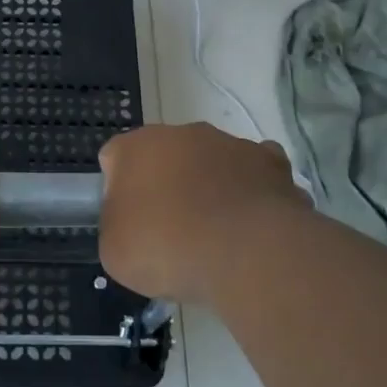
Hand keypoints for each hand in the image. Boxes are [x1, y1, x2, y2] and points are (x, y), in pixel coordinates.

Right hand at [98, 124, 308, 304]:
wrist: (246, 253)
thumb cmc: (167, 248)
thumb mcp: (114, 251)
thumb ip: (115, 226)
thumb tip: (130, 223)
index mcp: (136, 147)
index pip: (114, 158)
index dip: (117, 191)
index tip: (128, 224)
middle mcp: (181, 133)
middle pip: (165, 156)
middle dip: (166, 185)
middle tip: (169, 231)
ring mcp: (230, 143)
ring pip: (210, 162)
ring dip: (208, 187)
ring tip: (215, 234)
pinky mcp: (272, 162)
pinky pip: (253, 174)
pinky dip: (250, 193)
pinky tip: (250, 225)